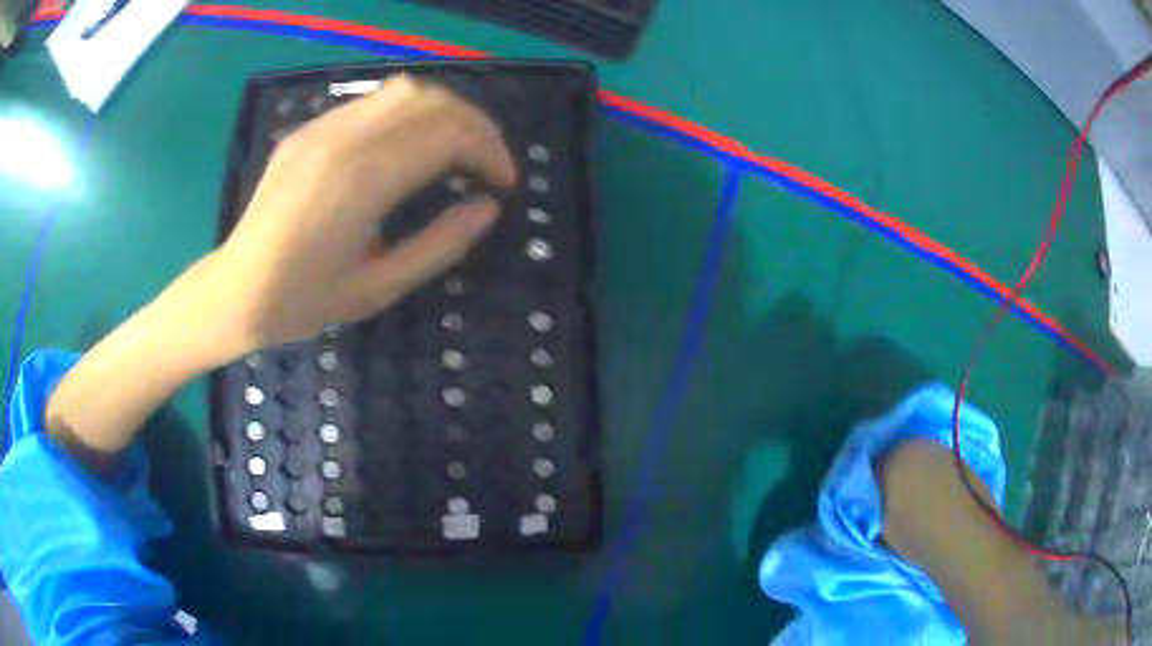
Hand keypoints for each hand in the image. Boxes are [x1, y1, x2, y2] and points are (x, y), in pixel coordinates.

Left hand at [207, 75, 517, 353]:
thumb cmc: (305, 301)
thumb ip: (441, 244)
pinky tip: (411, 146)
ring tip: (458, 148)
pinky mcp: (310, 129)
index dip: (490, 153)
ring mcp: (323, 127)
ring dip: (445, 112)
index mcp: (363, 180)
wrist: (236, 290)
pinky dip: (409, 114)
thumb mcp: (380, 287)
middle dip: (476, 125)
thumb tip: (488, 207)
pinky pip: (373, 102)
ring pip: (405, 90)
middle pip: (433, 100)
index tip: (504, 184)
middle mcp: (345, 138)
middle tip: (489, 164)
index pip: (449, 135)